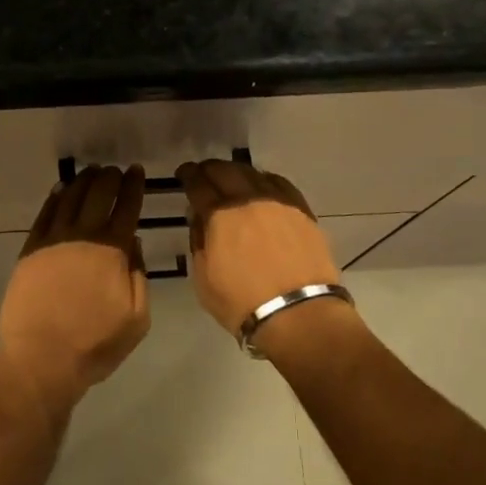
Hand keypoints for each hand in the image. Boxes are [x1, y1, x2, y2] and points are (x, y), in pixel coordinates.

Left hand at [0, 165, 149, 409]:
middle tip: (114, 170)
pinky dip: (55, 198)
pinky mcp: (30, 250)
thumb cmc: (94, 345)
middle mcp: (83, 236)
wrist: (41, 360)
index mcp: (112, 250)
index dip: (133, 186)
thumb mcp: (136, 318)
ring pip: (70, 198)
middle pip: (98, 194)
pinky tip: (61, 190)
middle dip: (109, 178)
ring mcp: (53, 241)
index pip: (127, 207)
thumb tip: (133, 241)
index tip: (137, 171)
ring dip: (83, 181)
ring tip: (92, 172)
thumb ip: (138, 275)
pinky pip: (44, 214)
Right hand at [177, 159, 340, 339]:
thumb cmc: (243, 303)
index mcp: (220, 215)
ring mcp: (279, 203)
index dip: (188, 175)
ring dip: (237, 172)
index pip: (199, 184)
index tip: (183, 173)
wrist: (299, 315)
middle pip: (226, 171)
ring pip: (254, 174)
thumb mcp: (204, 278)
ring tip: (232, 178)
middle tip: (204, 173)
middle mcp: (249, 200)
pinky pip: (280, 184)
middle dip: (210, 169)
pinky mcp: (302, 212)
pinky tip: (263, 186)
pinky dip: (265, 181)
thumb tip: (200, 219)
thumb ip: (198, 242)